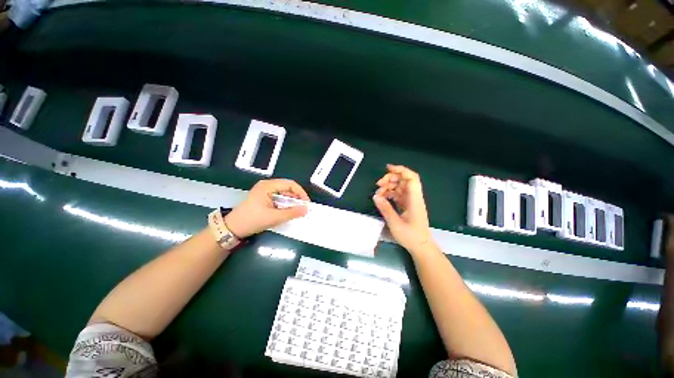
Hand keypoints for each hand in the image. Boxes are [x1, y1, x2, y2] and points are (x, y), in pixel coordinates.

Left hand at [225, 179, 309, 238]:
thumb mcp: (274, 217)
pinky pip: (279, 198)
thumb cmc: (252, 220)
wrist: (233, 228)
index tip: (306, 203)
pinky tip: (289, 211)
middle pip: (287, 188)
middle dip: (297, 197)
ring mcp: (265, 192)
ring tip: (297, 210)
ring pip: (284, 193)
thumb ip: (291, 213)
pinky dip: (285, 204)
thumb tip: (306, 210)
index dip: (300, 192)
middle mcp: (267, 186)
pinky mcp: (264, 198)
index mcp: (268, 186)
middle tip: (303, 207)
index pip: (290, 184)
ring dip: (291, 201)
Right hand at [372, 164, 431, 252]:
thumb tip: (375, 196)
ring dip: (389, 187)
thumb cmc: (410, 236)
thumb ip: (385, 208)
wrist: (421, 246)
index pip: (411, 178)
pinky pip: (398, 195)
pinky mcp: (407, 206)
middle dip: (390, 179)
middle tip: (378, 184)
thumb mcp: (395, 223)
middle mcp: (414, 197)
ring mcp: (411, 201)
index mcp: (414, 199)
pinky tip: (383, 198)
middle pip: (404, 180)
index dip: (401, 170)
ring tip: (378, 193)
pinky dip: (390, 194)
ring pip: (400, 187)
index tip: (388, 168)